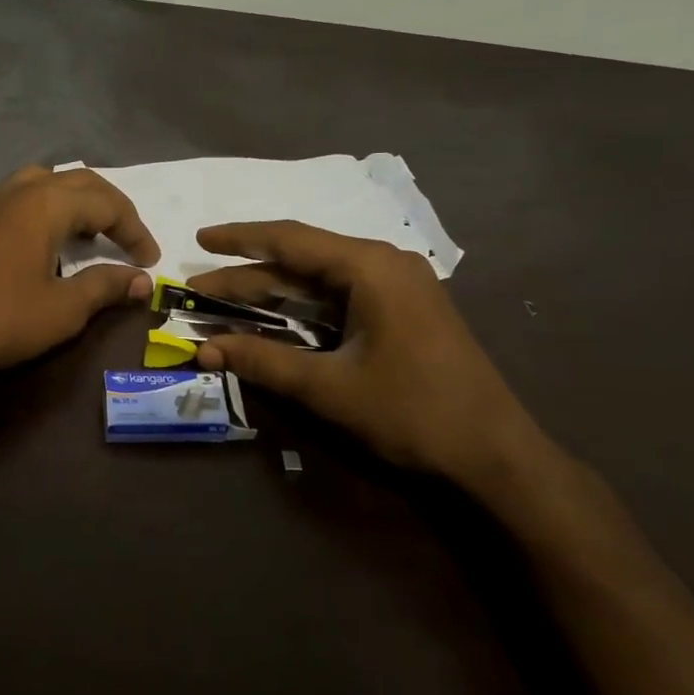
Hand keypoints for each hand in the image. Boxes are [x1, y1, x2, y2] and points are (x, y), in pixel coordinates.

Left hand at [0, 165, 159, 382]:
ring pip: (42, 182)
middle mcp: (18, 190)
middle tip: (128, 240)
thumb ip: (106, 286)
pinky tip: (29, 228)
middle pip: (78, 182)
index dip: (134, 230)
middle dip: (110, 208)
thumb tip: (141, 280)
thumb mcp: (64, 309)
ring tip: (86, 231)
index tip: (150, 260)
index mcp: (47, 204)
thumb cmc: (1, 319)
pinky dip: (33, 206)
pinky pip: (9, 197)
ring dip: (72, 201)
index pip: (107, 203)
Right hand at [189, 221, 550, 490]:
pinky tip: (274, 318)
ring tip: (223, 301)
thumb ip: (264, 361)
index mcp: (370, 267)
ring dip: (273, 292)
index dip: (239, 239)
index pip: (290, 239)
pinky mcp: (402, 312)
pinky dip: (303, 308)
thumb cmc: (412, 412)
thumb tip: (204, 350)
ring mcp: (397, 288)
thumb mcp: (329, 388)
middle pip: (301, 260)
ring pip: (320, 280)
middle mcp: (383, 265)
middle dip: (248, 275)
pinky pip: (340, 298)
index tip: (199, 239)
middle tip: (199, 287)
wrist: (495, 454)